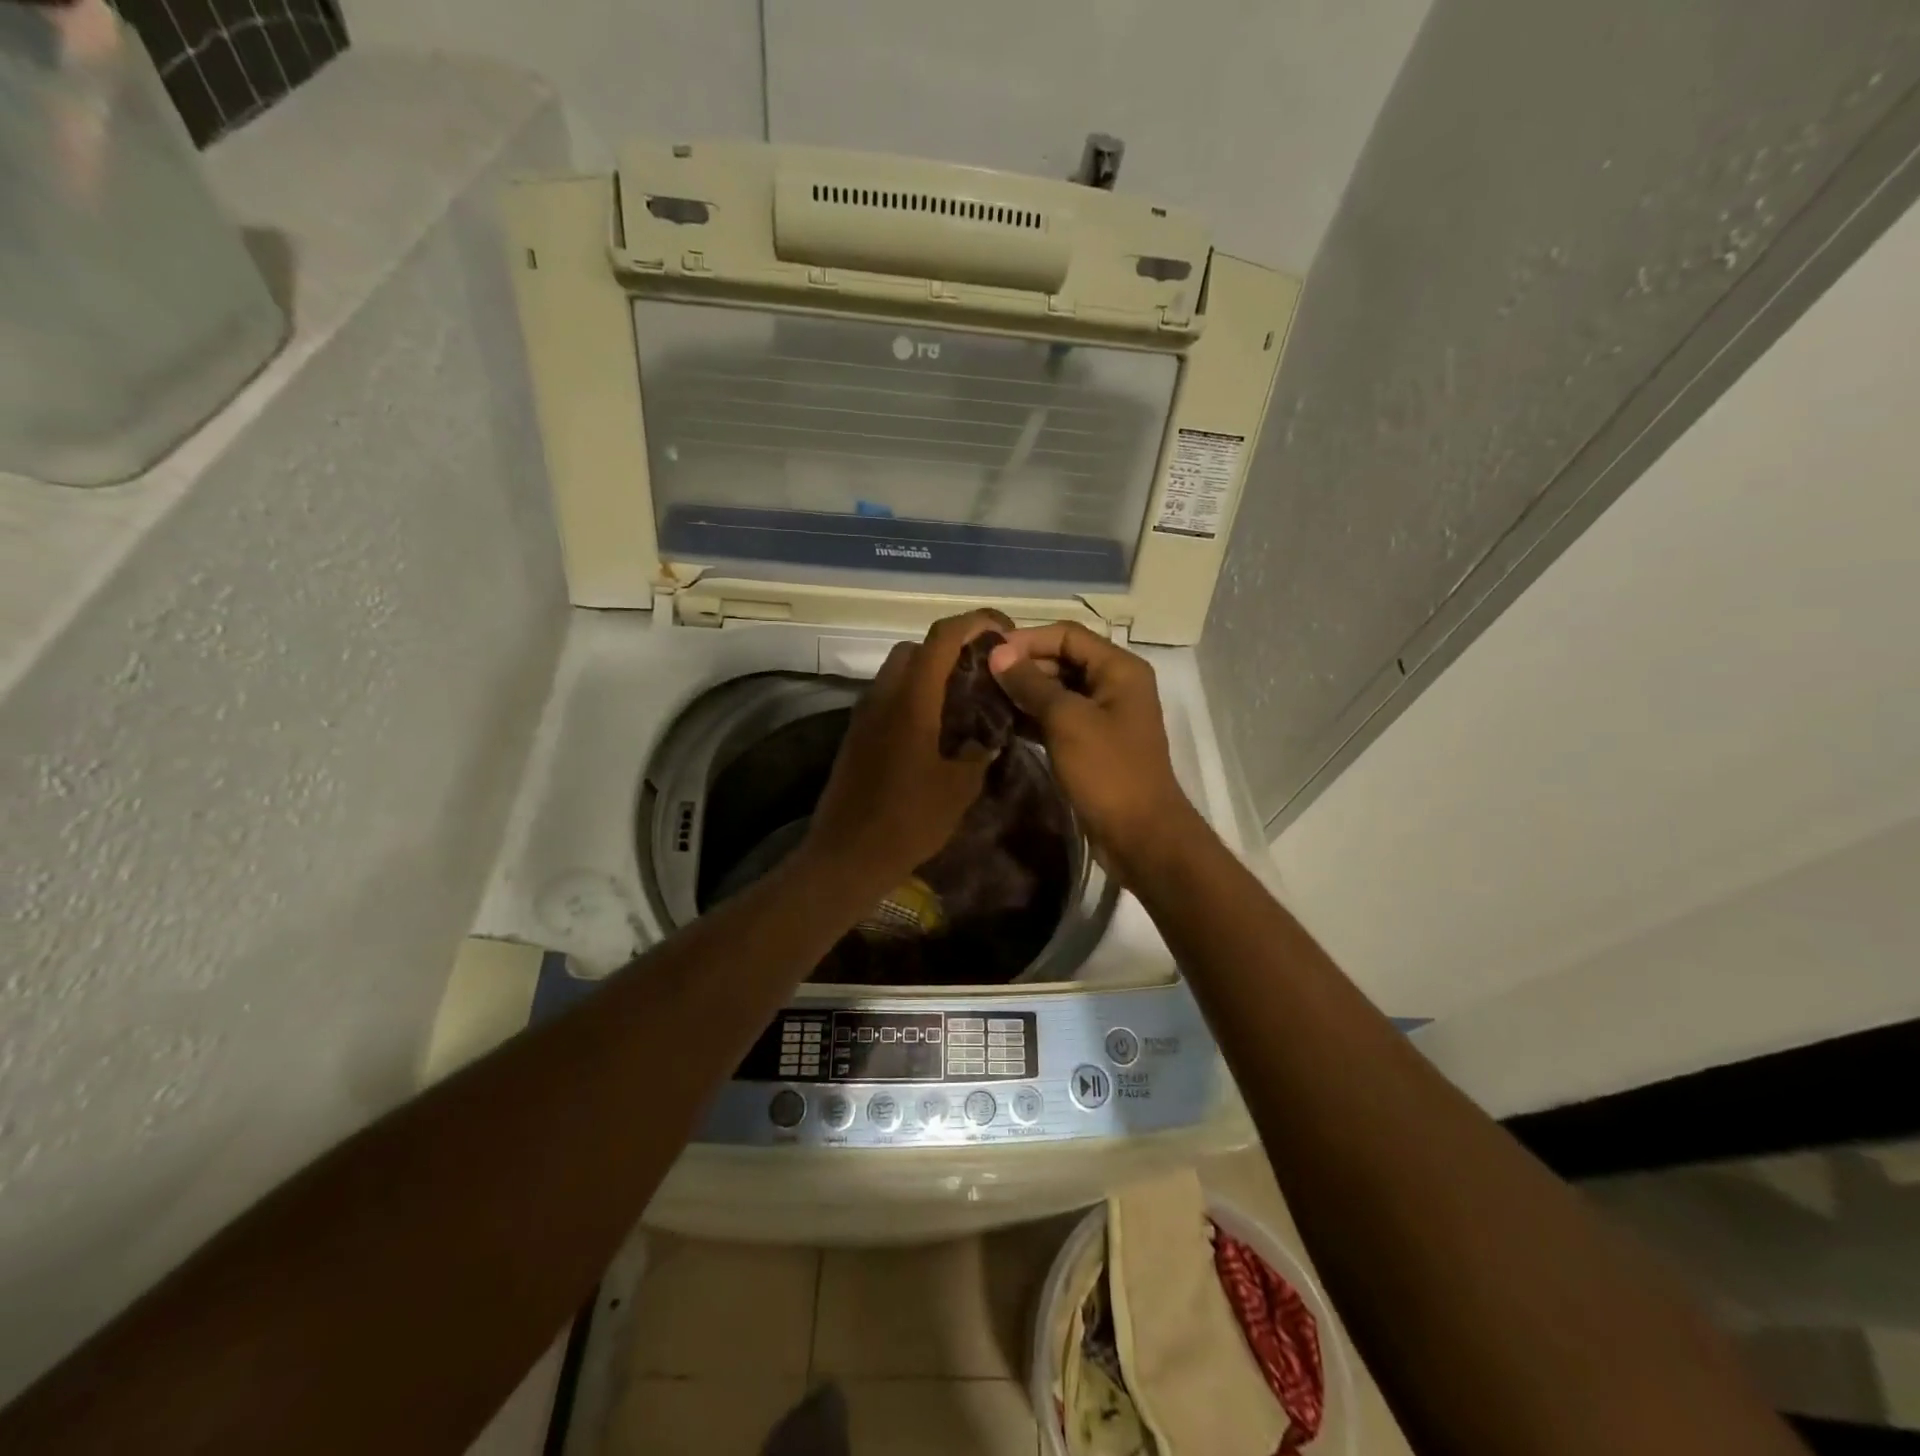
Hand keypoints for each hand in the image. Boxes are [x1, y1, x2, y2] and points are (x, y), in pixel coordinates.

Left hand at [802, 610, 1010, 896]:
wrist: (847, 855)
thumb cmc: (908, 820)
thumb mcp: (958, 789)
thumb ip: (978, 754)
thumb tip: (987, 739)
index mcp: (912, 700)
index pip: (942, 638)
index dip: (975, 622)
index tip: (1003, 630)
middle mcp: (883, 696)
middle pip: (916, 648)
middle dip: (950, 648)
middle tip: (980, 671)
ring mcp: (864, 715)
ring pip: (898, 672)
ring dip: (928, 673)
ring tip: (961, 701)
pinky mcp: (856, 735)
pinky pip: (887, 697)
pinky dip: (912, 697)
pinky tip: (934, 730)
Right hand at [988, 622, 1197, 879]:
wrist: (1140, 836)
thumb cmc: (1107, 771)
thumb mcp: (1066, 721)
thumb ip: (1031, 684)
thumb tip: (997, 653)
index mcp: (1118, 669)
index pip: (1067, 635)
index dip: (1027, 639)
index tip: (988, 654)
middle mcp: (1114, 685)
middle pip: (1063, 660)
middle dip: (1023, 666)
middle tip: (980, 678)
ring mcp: (1105, 717)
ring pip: (1058, 692)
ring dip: (1024, 693)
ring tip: (984, 699)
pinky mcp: (1093, 745)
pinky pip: (1059, 719)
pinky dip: (1033, 718)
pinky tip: (1003, 724)